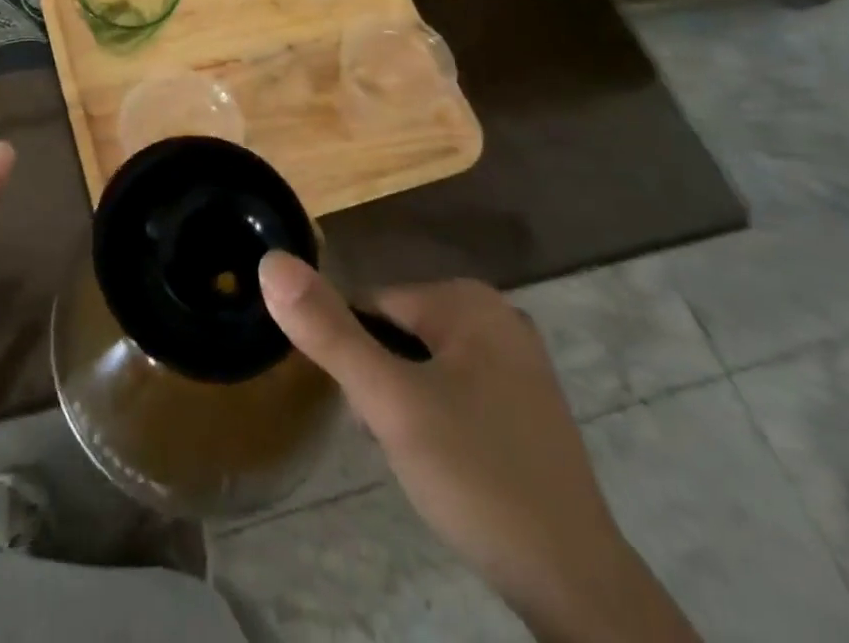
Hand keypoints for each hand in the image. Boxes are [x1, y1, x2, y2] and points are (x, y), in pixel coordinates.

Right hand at [259, 254, 697, 642]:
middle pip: (399, 334)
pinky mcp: (525, 404)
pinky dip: (438, 419)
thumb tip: (270, 261)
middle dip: (384, 384)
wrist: (577, 588)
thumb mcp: (390, 403)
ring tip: (420, 457)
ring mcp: (517, 361)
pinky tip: (448, 465)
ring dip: (405, 405)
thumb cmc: (477, 476)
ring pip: (423, 365)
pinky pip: (454, 390)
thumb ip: (328, 332)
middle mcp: (497, 316)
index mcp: (468, 300)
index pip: (372, 306)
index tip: (370, 414)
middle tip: (396, 440)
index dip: (358, 359)